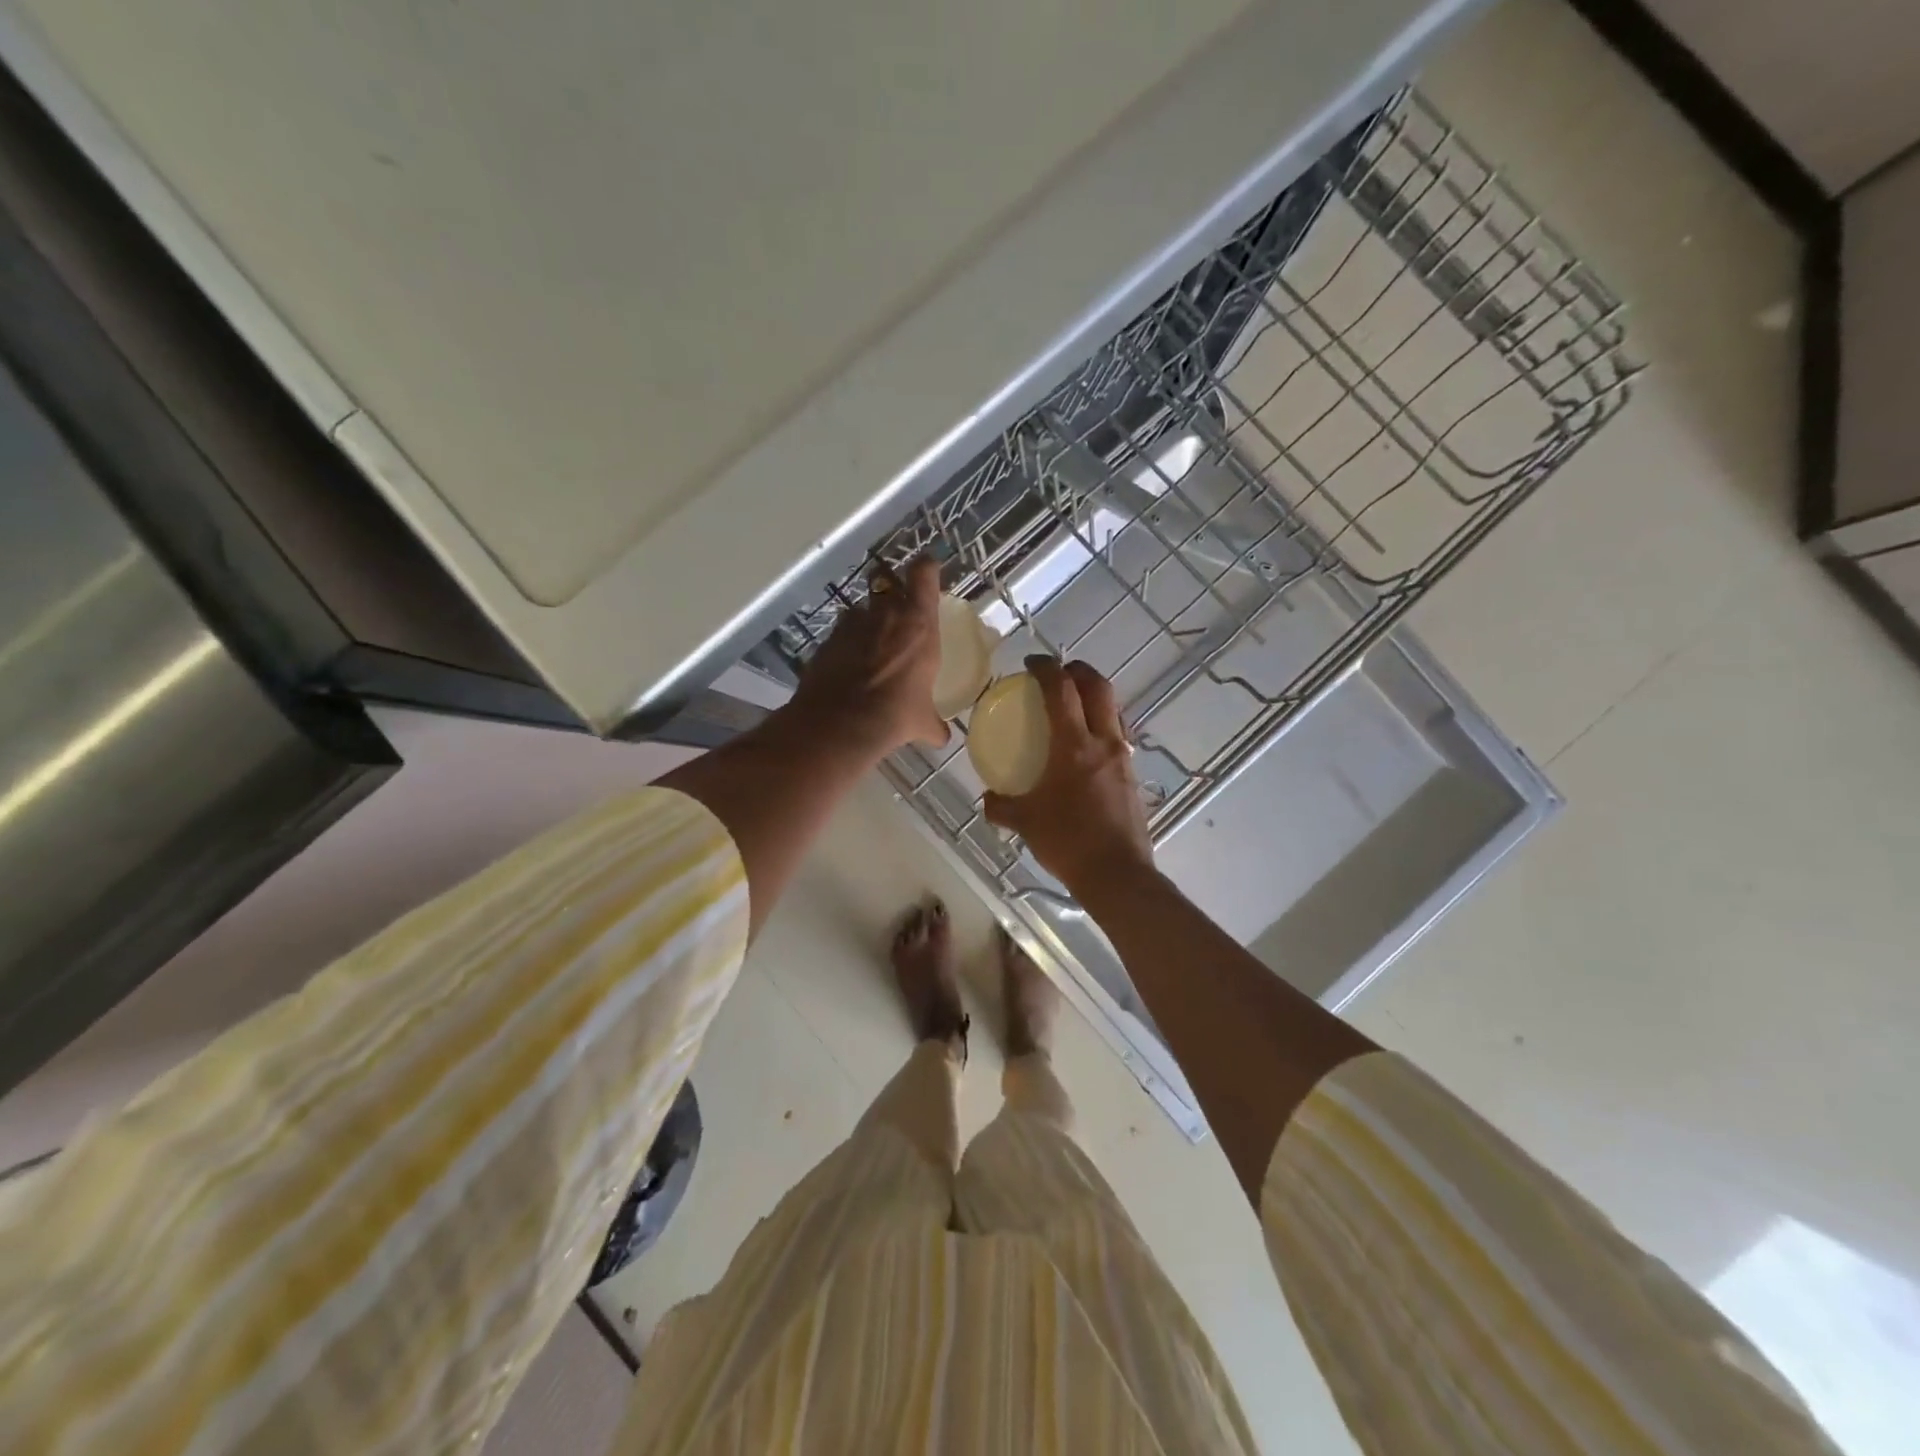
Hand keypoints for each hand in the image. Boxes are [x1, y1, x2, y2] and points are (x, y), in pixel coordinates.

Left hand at [788, 557, 949, 755]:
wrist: (842, 723)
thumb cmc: (896, 714)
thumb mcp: (922, 721)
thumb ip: (933, 723)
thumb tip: (941, 737)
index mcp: (918, 623)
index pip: (924, 573)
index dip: (926, 568)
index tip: (927, 570)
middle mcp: (885, 614)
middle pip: (887, 583)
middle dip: (890, 592)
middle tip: (896, 610)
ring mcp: (851, 625)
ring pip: (859, 610)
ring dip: (865, 621)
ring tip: (868, 645)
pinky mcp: (826, 641)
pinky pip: (839, 635)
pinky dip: (844, 646)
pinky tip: (847, 668)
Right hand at [982, 657, 1154, 896]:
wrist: (1117, 874)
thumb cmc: (1068, 842)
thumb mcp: (1025, 822)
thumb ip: (1001, 806)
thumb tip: (987, 799)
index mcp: (1074, 746)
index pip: (1062, 690)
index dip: (1047, 668)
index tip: (1033, 663)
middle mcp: (1104, 742)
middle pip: (1098, 688)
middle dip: (1078, 671)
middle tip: (1059, 672)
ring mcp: (1123, 758)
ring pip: (1114, 710)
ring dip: (1095, 696)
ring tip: (1075, 704)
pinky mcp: (1132, 776)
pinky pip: (1119, 736)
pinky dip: (1103, 725)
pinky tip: (1088, 746)